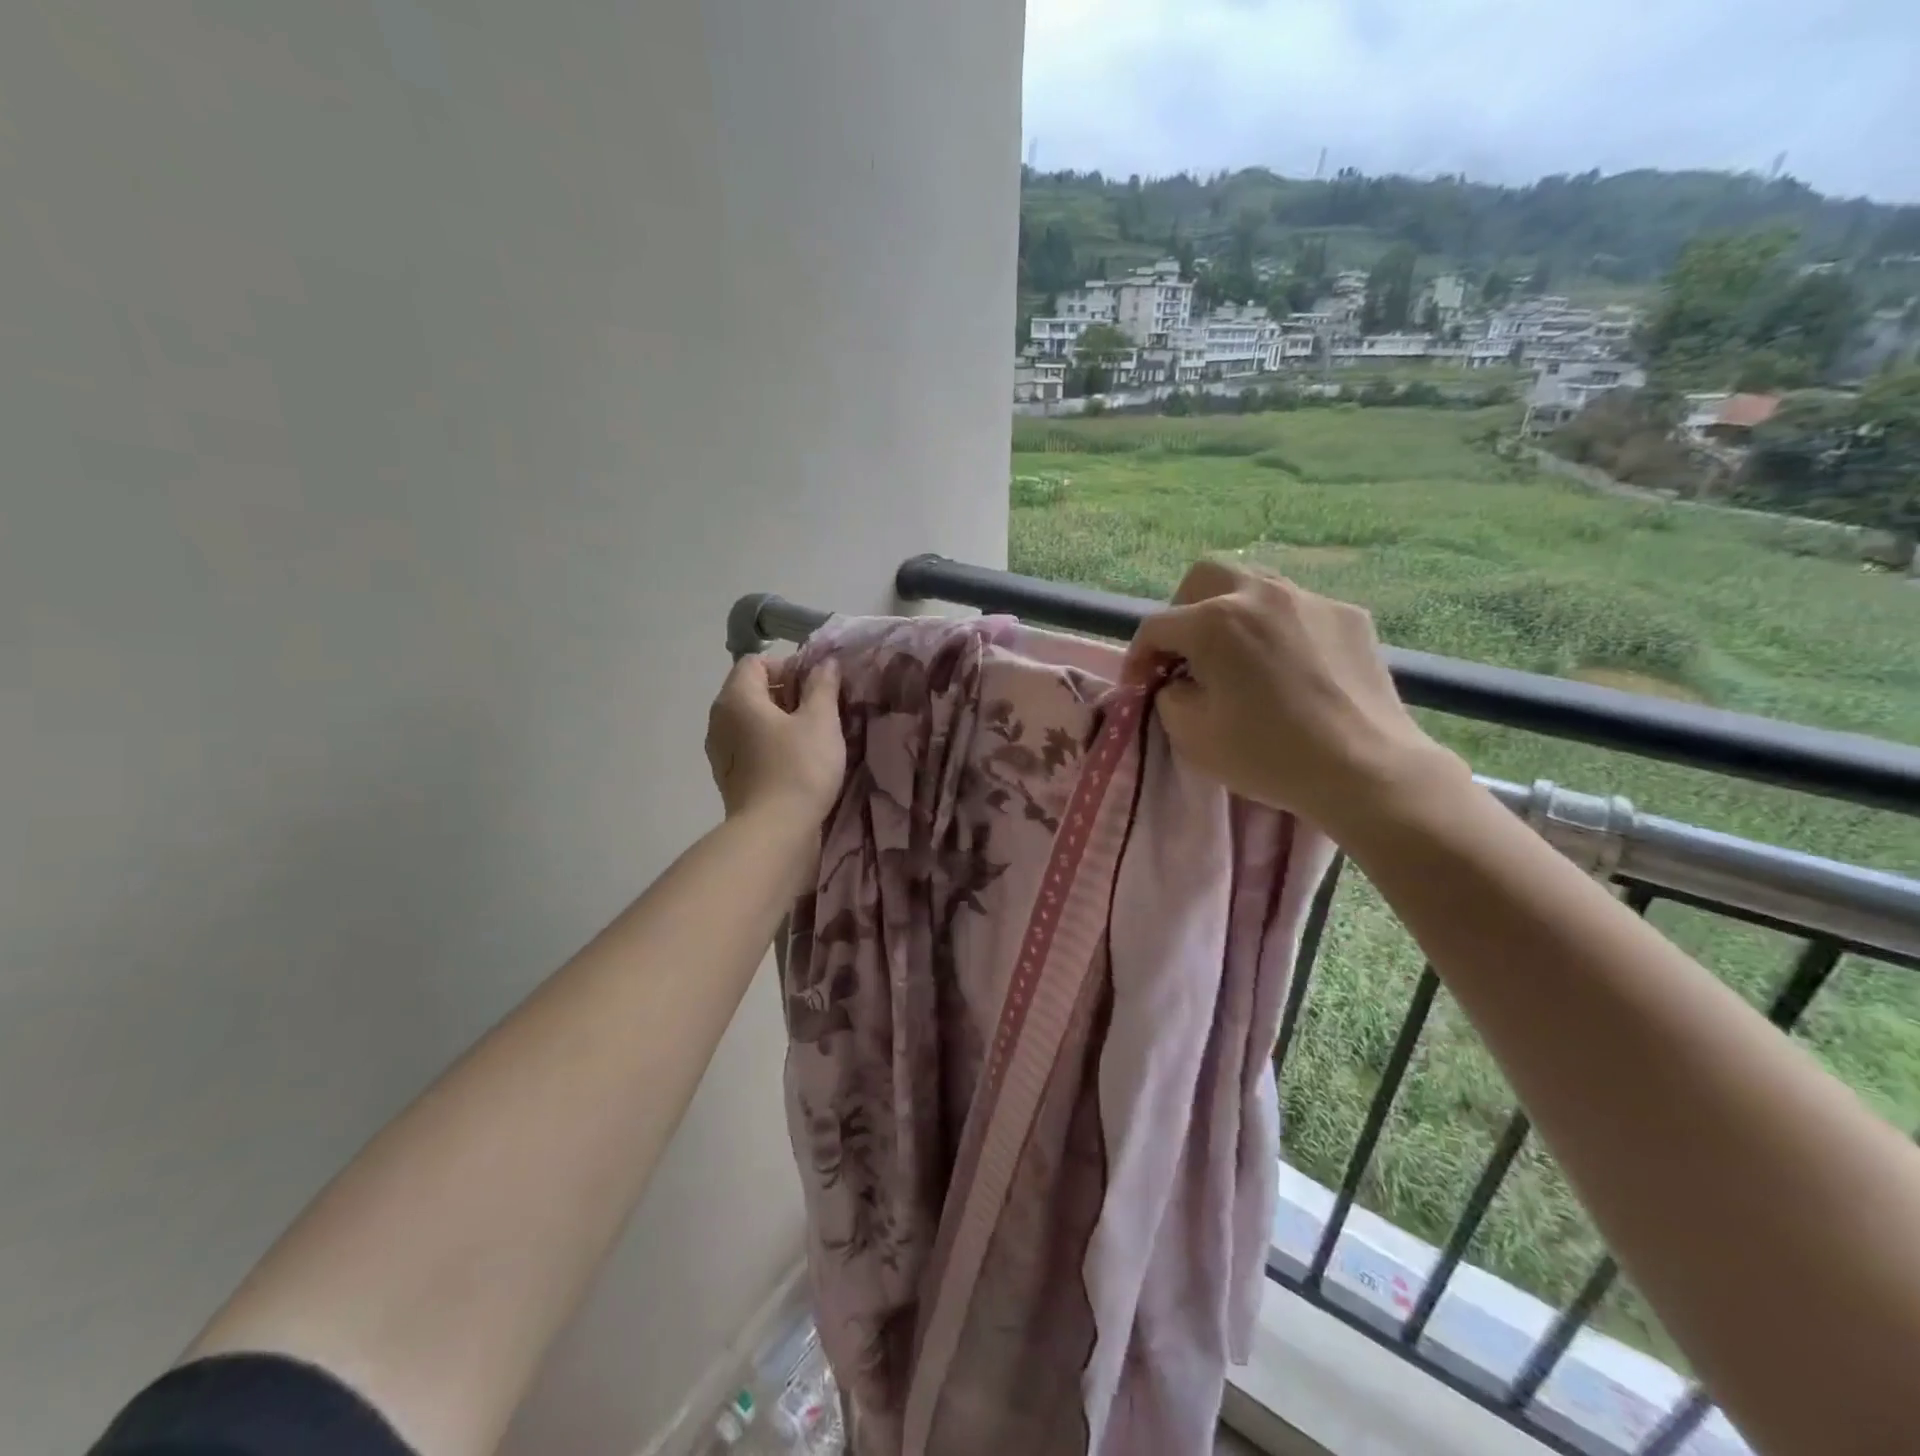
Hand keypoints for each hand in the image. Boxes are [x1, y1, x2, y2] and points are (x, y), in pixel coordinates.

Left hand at [705, 656, 844, 823]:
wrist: (774, 833)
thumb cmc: (799, 768)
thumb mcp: (821, 721)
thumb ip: (823, 686)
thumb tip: (825, 663)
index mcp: (736, 698)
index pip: (756, 662)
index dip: (788, 666)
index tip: (816, 687)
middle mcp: (719, 719)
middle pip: (752, 691)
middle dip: (787, 694)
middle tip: (821, 711)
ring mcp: (720, 751)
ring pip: (751, 721)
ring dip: (780, 722)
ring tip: (812, 738)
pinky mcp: (729, 777)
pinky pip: (750, 746)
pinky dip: (770, 745)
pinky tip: (796, 762)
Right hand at [1122, 560, 1465, 832]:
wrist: (1365, 770)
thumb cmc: (1268, 755)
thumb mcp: (1191, 736)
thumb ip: (1168, 695)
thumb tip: (1176, 680)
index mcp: (1215, 622)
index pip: (1156, 626)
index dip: (1137, 657)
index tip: (1139, 687)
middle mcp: (1260, 594)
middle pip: (1203, 578)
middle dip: (1182, 612)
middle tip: (1184, 654)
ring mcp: (1310, 599)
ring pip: (1253, 585)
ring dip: (1229, 613)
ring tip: (1235, 656)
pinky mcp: (1348, 615)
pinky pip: (1296, 609)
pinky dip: (1277, 629)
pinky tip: (1287, 666)